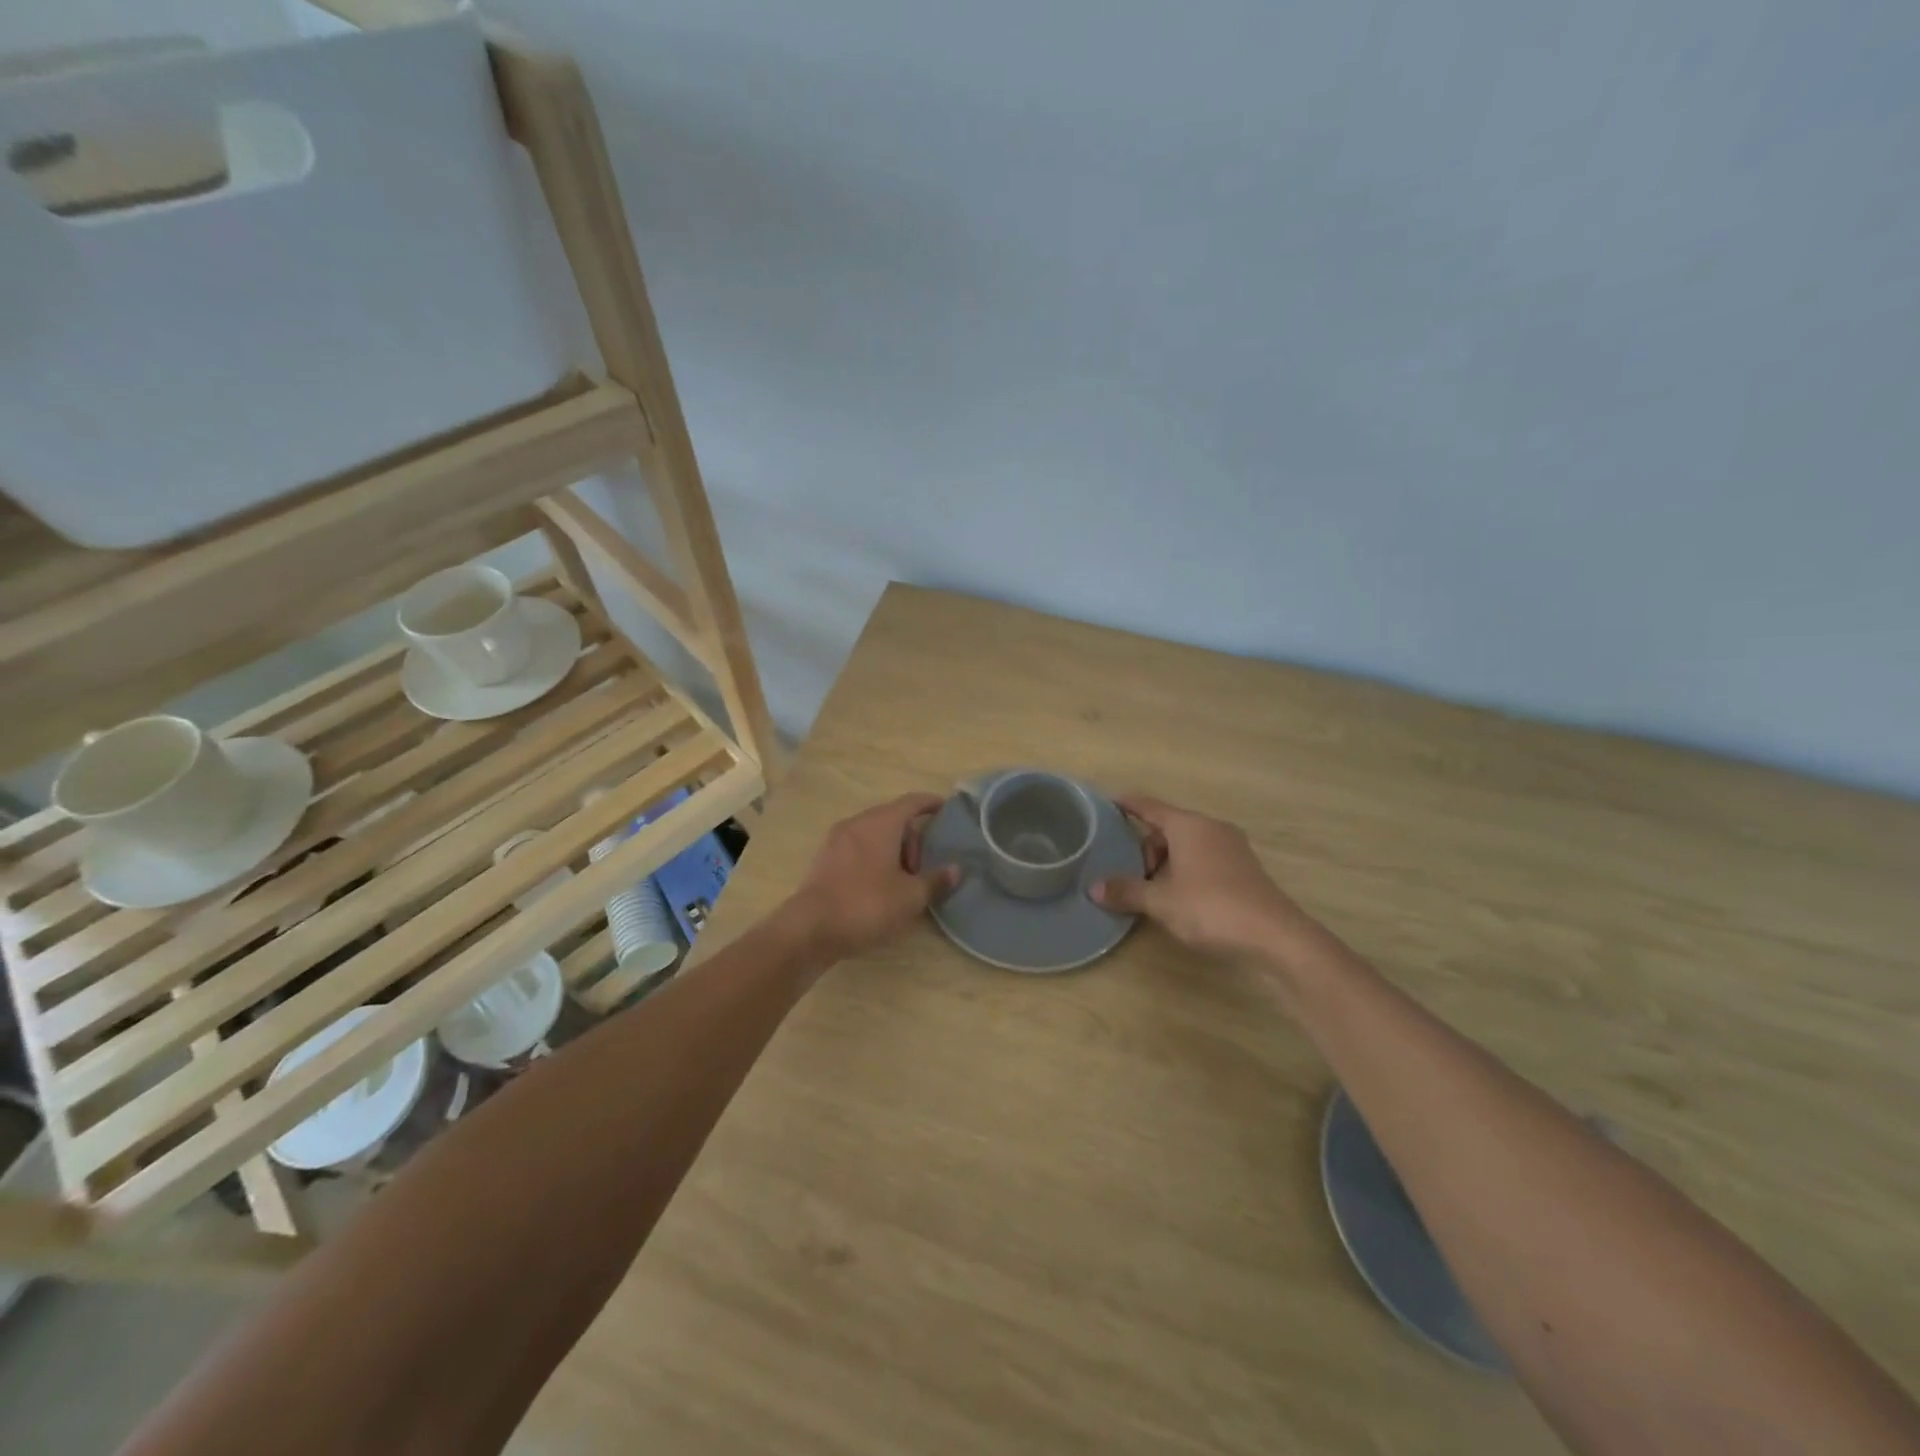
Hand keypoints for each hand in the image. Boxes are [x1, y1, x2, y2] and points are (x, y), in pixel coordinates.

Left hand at [783, 793, 960, 961]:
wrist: (810, 929)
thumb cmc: (867, 905)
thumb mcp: (910, 897)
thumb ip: (935, 880)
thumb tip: (956, 869)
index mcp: (881, 823)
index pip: (911, 802)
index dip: (930, 803)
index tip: (946, 809)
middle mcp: (857, 823)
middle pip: (892, 819)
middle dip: (912, 839)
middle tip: (921, 870)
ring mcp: (836, 840)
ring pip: (873, 834)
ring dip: (892, 850)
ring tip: (901, 882)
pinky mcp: (824, 859)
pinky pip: (857, 848)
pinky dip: (873, 858)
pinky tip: (878, 886)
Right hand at [1090, 795, 1318, 960]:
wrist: (1276, 938)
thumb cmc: (1211, 908)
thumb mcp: (1161, 902)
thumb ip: (1127, 891)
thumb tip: (1094, 888)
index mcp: (1189, 826)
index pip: (1149, 807)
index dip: (1127, 804)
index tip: (1109, 801)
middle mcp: (1211, 829)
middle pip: (1168, 829)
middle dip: (1145, 848)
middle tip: (1131, 876)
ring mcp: (1232, 848)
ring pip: (1187, 846)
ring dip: (1166, 863)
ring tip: (1153, 892)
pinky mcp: (1244, 870)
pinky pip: (1204, 860)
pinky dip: (1186, 871)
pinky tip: (1180, 898)